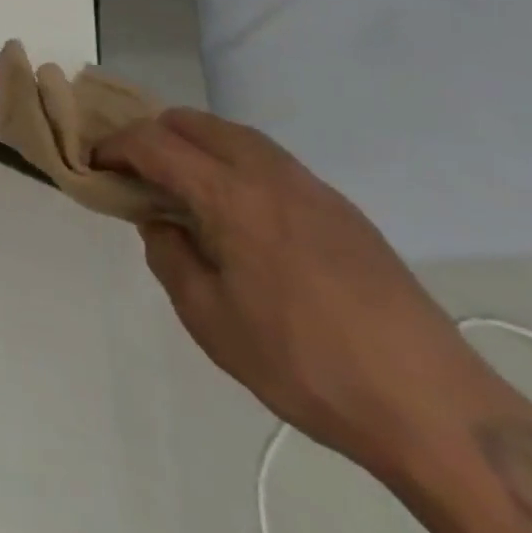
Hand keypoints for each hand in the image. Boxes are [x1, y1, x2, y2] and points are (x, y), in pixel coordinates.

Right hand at [93, 108, 507, 478]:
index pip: (153, 142)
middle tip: (136, 171)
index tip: (95, 163)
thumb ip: (169, 256)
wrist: (436, 411)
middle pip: (194, 122)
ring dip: (196, 145)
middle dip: (153, 134)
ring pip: (235, 134)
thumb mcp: (210, 320)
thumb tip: (160, 222)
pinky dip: (235, 164)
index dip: (115, 146)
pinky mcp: (343, 210)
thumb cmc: (305, 363)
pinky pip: (270, 161)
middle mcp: (268, 173)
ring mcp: (312, 187)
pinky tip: (241, 213)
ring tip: (183, 186)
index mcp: (229, 194)